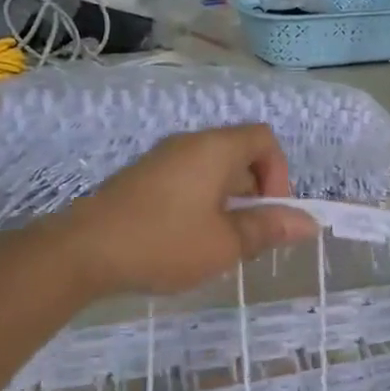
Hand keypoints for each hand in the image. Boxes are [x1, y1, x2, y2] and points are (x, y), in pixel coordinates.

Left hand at [54, 126, 318, 298]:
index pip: (264, 138)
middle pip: (239, 154)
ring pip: (211, 171)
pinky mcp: (140, 179)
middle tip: (249, 236)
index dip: (279, 173)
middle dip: (255, 193)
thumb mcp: (225, 243)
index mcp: (214, 149)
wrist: (80, 252)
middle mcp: (188, 144)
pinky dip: (201, 204)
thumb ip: (268, 229)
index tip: (270, 213)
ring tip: (220, 244)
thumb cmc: (163, 242)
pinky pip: (186, 181)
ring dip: (228, 202)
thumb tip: (309, 222)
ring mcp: (160, 160)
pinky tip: (188, 242)